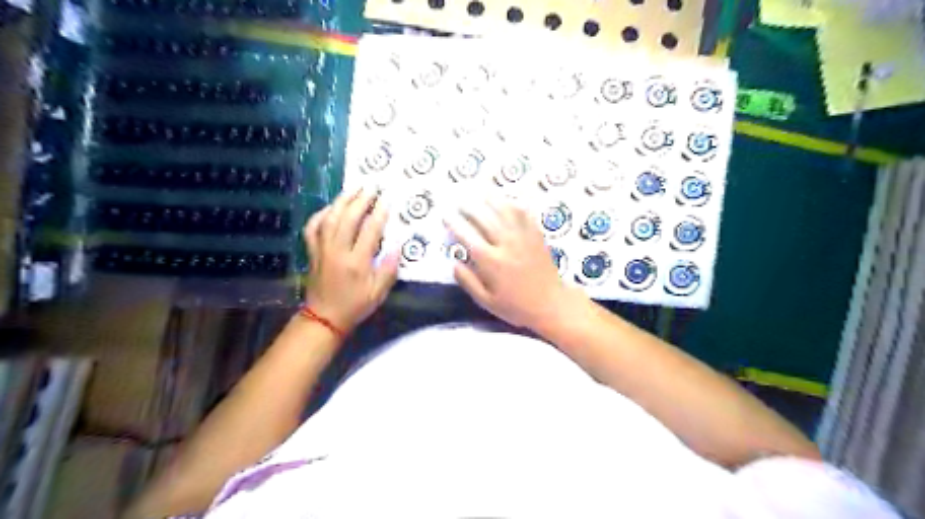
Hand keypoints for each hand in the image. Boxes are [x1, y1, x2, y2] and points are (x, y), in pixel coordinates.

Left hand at [304, 186, 398, 331]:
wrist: (324, 317)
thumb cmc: (355, 305)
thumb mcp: (378, 293)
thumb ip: (388, 269)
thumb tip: (397, 246)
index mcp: (356, 262)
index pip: (370, 230)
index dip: (379, 212)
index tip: (387, 198)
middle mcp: (337, 251)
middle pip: (348, 218)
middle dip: (361, 199)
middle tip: (372, 186)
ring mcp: (321, 249)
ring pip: (330, 218)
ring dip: (342, 200)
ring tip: (354, 188)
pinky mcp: (312, 251)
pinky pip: (313, 227)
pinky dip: (321, 214)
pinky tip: (331, 207)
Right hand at [447, 196, 576, 329]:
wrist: (550, 304)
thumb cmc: (516, 306)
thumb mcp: (486, 301)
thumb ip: (468, 282)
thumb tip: (454, 263)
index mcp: (491, 262)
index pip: (467, 236)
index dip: (454, 223)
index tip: (445, 216)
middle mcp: (506, 244)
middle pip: (484, 217)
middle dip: (468, 206)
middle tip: (458, 201)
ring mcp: (523, 236)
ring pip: (504, 210)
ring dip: (489, 199)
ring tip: (479, 193)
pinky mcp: (536, 234)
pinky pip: (524, 213)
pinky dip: (513, 203)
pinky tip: (506, 199)